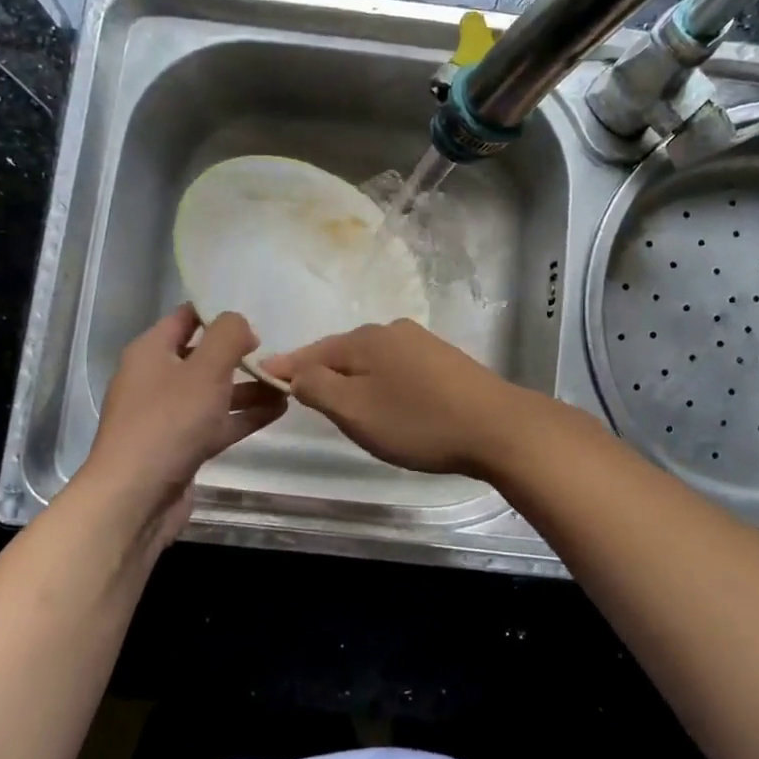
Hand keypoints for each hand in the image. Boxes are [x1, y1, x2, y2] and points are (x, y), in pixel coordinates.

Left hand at [78, 305, 285, 542]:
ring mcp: (169, 416)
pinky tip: (278, 410)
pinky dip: (245, 415)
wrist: (135, 499)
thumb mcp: (206, 368)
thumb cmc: (169, 422)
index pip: (187, 317)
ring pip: (215, 392)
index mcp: (152, 351)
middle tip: (277, 354)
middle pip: (204, 355)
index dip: (220, 314)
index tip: (256, 318)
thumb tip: (241, 325)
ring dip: (249, 387)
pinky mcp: (182, 446)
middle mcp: (156, 379)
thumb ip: (228, 335)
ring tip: (287, 384)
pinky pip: (218, 422)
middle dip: (240, 354)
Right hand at [259, 319, 526, 476]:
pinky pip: (398, 370)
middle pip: (343, 353)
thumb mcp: (355, 411)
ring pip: (372, 362)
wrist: (497, 427)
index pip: (312, 352)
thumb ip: (317, 388)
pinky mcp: (445, 361)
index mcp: (365, 339)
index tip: (261, 378)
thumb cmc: (417, 422)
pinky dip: (383, 385)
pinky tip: (391, 406)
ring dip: (355, 382)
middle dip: (323, 376)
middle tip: (308, 405)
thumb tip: (294, 370)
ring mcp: (422, 343)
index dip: (286, 368)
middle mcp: (392, 331)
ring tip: (349, 411)